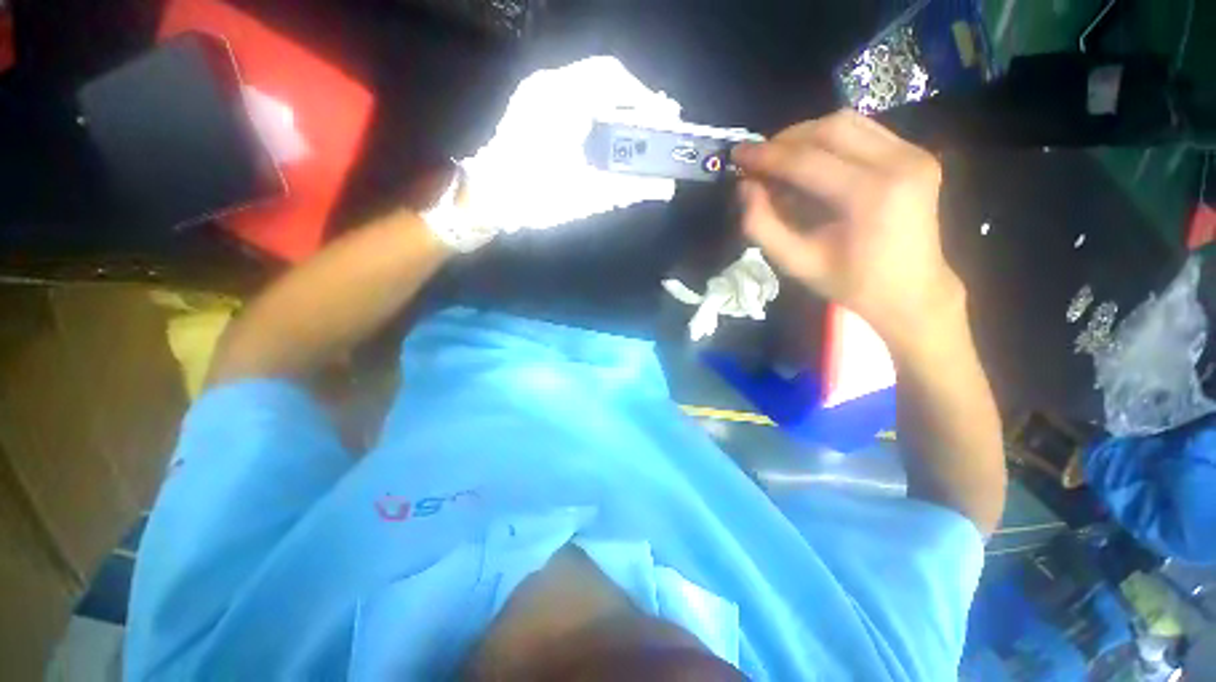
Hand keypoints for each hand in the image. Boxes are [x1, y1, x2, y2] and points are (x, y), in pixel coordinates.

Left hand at [426, 57, 681, 251]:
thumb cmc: (535, 197)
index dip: (646, 97)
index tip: (665, 118)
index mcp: (563, 99)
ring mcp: (538, 91)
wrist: (487, 198)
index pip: (615, 79)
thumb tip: (664, 188)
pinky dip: (597, 110)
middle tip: (655, 125)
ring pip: (590, 84)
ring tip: (636, 130)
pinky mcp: (532, 103)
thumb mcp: (586, 196)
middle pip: (604, 77)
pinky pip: (575, 95)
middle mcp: (550, 84)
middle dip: (634, 101)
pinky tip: (606, 133)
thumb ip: (629, 189)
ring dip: (617, 105)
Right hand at [731, 110, 962, 341]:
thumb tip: (744, 187)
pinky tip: (810, 159)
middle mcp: (899, 162)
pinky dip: (830, 139)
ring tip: (779, 158)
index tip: (736, 154)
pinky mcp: (917, 153)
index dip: (765, 156)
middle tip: (757, 158)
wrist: (912, 291)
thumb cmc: (850, 283)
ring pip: (848, 123)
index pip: (806, 160)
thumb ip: (762, 225)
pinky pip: (864, 131)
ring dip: (806, 135)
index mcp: (870, 195)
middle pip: (830, 129)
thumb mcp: (795, 263)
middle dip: (785, 140)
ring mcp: (914, 153)